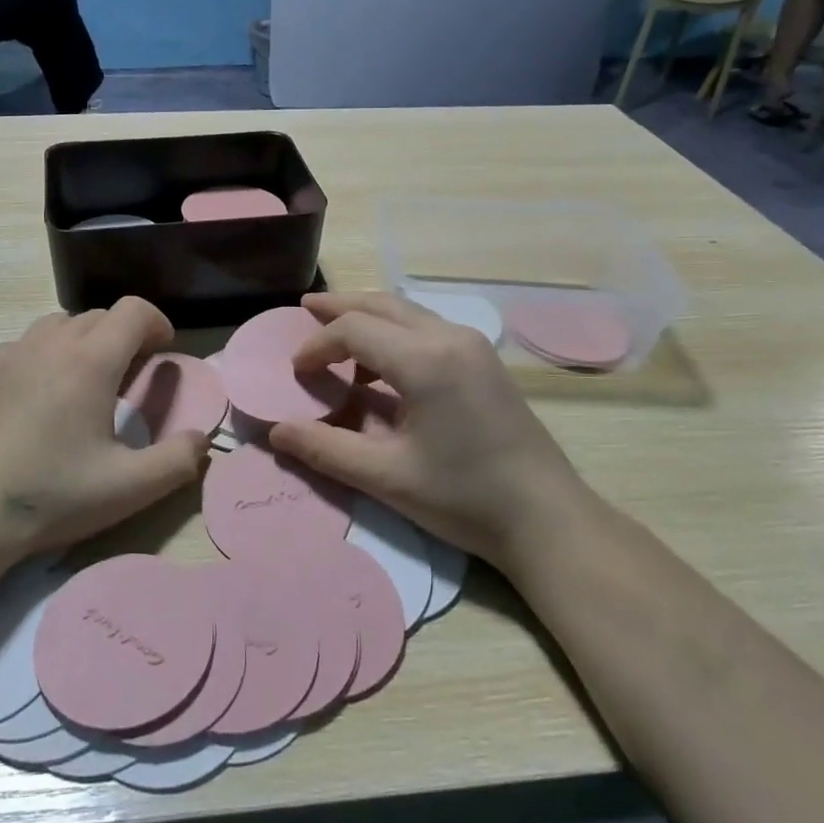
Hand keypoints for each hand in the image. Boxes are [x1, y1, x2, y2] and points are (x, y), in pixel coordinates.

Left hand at [0, 298, 209, 570]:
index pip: (133, 310)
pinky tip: (38, 399)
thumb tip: (201, 439)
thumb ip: (178, 460)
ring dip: (83, 342)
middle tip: (130, 378)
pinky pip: (24, 346)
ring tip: (85, 384)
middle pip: (98, 316)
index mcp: (90, 361)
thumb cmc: (49, 497)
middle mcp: (49, 344)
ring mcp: (9, 355)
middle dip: (123, 336)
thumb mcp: (127, 489)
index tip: (163, 352)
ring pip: (58, 326)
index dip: (156, 323)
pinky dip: (44, 356)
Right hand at [268, 292, 584, 568]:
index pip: (354, 329)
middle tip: (305, 308)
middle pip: (382, 304)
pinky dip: (394, 331)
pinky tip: (381, 363)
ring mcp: (472, 345)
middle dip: (340, 306)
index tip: (295, 371)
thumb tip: (276, 431)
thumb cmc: (464, 498)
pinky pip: (427, 327)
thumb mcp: (386, 477)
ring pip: (407, 311)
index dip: (317, 344)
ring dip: (368, 316)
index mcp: (425, 360)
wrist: (547, 518)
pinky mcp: (483, 360)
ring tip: (336, 333)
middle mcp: (449, 337)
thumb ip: (325, 449)